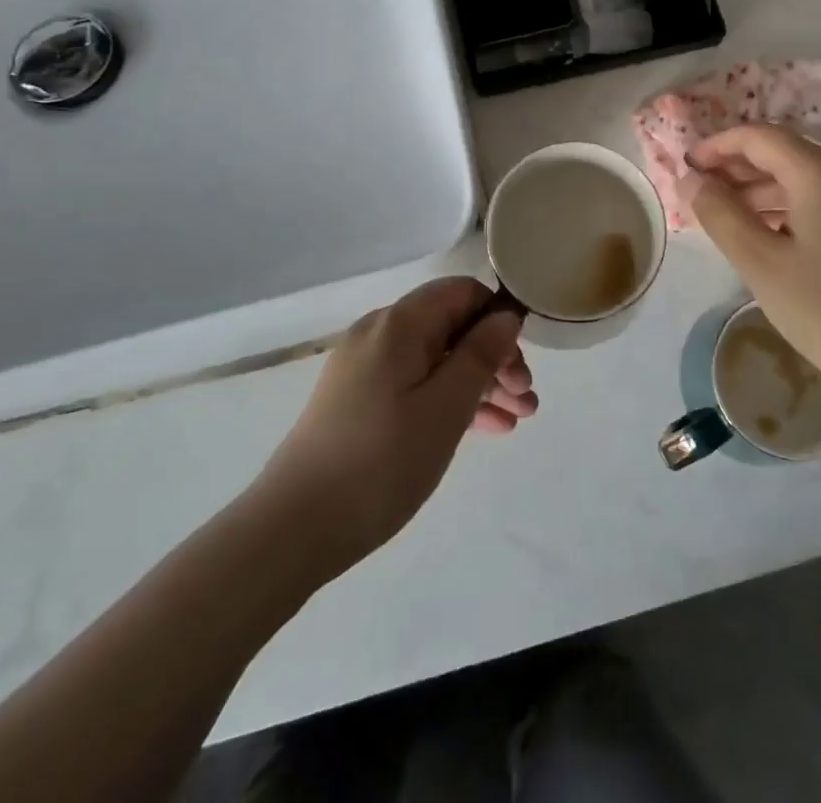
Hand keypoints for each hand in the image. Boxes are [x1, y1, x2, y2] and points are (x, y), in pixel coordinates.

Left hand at [255, 278, 536, 579]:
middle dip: (494, 357)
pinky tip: (484, 429)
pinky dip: (449, 400)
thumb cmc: (381, 461)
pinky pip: (415, 385)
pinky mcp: (358, 401)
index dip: (497, 316)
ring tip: (518, 419)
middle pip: (450, 327)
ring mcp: (365, 368)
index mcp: (399, 323)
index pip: (461, 292)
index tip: (523, 357)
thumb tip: (506, 315)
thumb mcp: (446, 406)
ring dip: (479, 383)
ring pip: (435, 360)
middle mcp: (379, 333)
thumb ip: (481, 354)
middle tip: (527, 397)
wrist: (294, 529)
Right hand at [681, 125, 820, 406]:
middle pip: (781, 153)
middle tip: (698, 193)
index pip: (759, 137)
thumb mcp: (762, 264)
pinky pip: (819, 201)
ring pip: (800, 179)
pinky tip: (765, 237)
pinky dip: (784, 208)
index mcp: (820, 174)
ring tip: (723, 217)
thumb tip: (692, 180)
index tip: (685, 168)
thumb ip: (721, 215)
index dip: (717, 146)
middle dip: (735, 167)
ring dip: (758, 189)